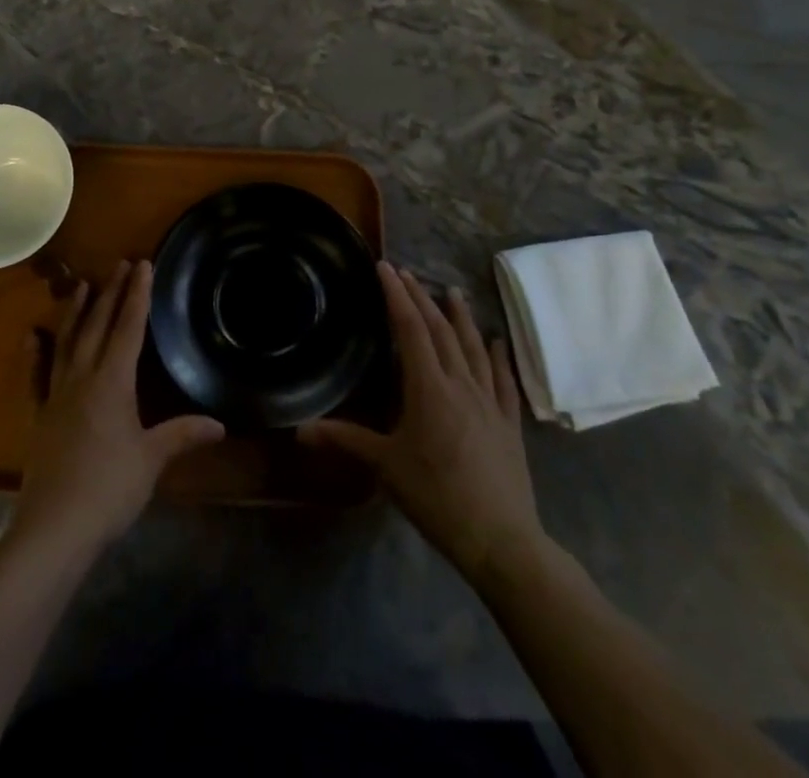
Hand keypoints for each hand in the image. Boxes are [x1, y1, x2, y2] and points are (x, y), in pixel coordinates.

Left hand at [13, 260, 224, 559]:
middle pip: (98, 326)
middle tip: (120, 264)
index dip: (137, 295)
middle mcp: (83, 378)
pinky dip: (35, 353)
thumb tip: (219, 424)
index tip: (142, 264)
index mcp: (112, 382)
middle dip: (111, 293)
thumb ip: (182, 435)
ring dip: (76, 312)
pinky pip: (36, 376)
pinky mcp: (39, 416)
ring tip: (82, 285)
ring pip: (67, 342)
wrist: (54, 528)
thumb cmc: (109, 489)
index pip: (128, 328)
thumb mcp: (151, 460)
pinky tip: (32, 335)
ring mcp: (56, 394)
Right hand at [301, 263, 546, 580]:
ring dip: (460, 317)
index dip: (397, 296)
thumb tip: (299, 430)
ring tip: (452, 290)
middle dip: (422, 298)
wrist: (502, 540)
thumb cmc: (437, 497)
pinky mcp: (509, 423)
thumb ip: (345, 440)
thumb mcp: (386, 467)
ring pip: (473, 347)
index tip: (386, 267)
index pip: (410, 329)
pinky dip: (498, 356)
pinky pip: (503, 380)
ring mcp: (489, 402)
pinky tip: (496, 340)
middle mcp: (460, 384)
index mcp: (429, 389)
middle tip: (407, 273)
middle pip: (440, 330)